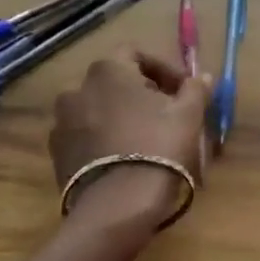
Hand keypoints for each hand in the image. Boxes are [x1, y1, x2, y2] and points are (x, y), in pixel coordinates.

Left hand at [50, 48, 209, 231]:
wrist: (117, 207)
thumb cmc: (157, 146)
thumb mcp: (188, 114)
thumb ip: (195, 89)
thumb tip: (203, 77)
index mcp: (108, 70)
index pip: (136, 53)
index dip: (163, 68)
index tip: (182, 90)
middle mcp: (77, 89)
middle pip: (114, 81)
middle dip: (140, 92)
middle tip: (166, 112)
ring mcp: (62, 123)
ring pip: (98, 109)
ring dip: (119, 115)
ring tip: (144, 136)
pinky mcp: (56, 154)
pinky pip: (84, 135)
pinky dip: (103, 138)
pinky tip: (124, 157)